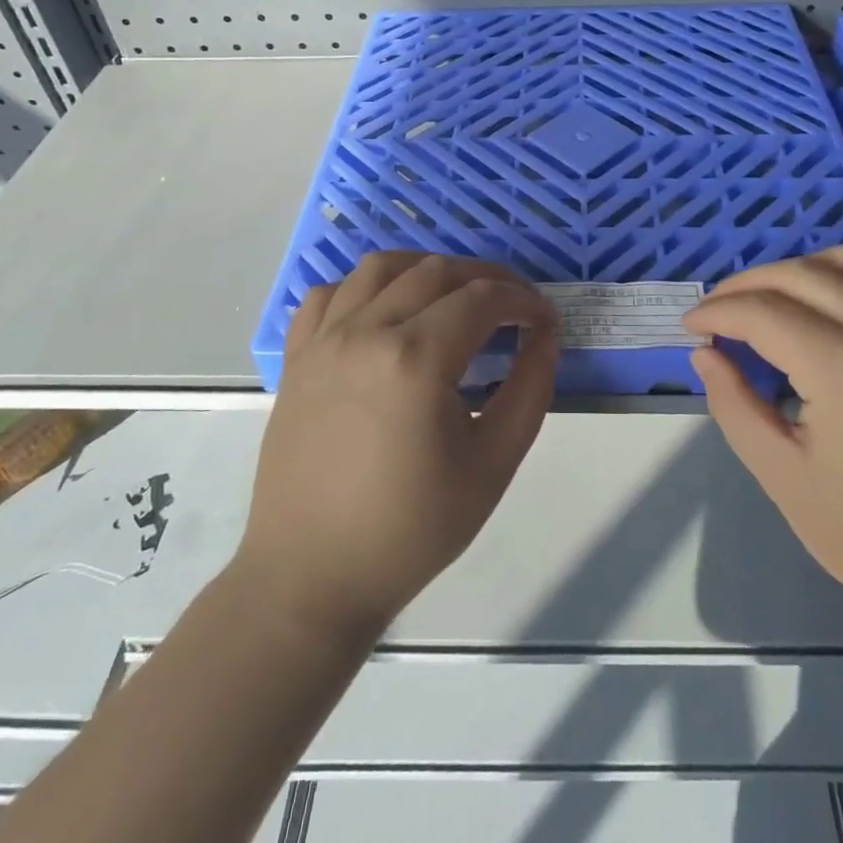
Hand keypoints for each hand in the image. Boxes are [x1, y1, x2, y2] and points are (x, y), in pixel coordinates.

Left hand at [236, 252, 559, 638]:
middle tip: (512, 306)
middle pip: (436, 271)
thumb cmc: (411, 528)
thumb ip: (530, 389)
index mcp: (416, 357)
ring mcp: (324, 339)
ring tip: (453, 296)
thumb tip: (544, 335)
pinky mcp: (297, 357)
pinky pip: (329, 294)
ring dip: (427, 269)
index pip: (483, 298)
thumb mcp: (493, 464)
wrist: (313, 576)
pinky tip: (385, 312)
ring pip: (381, 267)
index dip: (523, 300)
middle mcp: (366, 331)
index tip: (544, 319)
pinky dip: (365, 287)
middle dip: (486, 278)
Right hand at [686, 244, 842, 638]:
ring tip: (777, 296)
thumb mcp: (785, 480)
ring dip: (806, 266)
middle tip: (718, 312)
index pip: (763, 313)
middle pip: (803, 275)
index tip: (691, 328)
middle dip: (747, 285)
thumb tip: (706, 356)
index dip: (717, 313)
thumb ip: (735, 407)